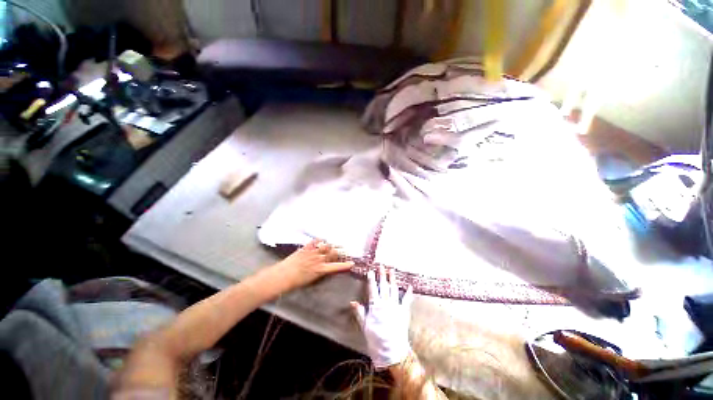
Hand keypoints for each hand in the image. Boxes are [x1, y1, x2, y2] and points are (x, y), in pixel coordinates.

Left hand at [274, 239, 353, 290]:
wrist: (283, 275)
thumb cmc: (296, 282)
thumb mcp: (311, 280)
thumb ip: (320, 273)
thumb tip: (326, 268)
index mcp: (321, 270)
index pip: (336, 266)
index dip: (345, 265)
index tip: (352, 263)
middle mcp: (319, 260)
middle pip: (333, 252)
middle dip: (338, 251)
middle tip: (341, 250)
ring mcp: (313, 252)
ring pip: (326, 246)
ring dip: (330, 245)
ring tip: (331, 245)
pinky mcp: (306, 248)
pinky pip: (315, 241)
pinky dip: (319, 240)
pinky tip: (320, 240)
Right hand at [351, 265, 413, 368]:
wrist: (392, 351)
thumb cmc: (376, 339)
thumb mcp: (365, 326)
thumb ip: (360, 312)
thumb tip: (352, 302)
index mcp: (375, 306)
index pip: (372, 289)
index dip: (371, 279)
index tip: (371, 271)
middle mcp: (386, 303)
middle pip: (383, 286)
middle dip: (382, 275)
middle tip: (381, 265)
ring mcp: (396, 306)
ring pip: (394, 289)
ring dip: (393, 279)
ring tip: (392, 270)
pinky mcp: (404, 312)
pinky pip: (407, 300)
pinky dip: (408, 293)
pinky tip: (410, 286)